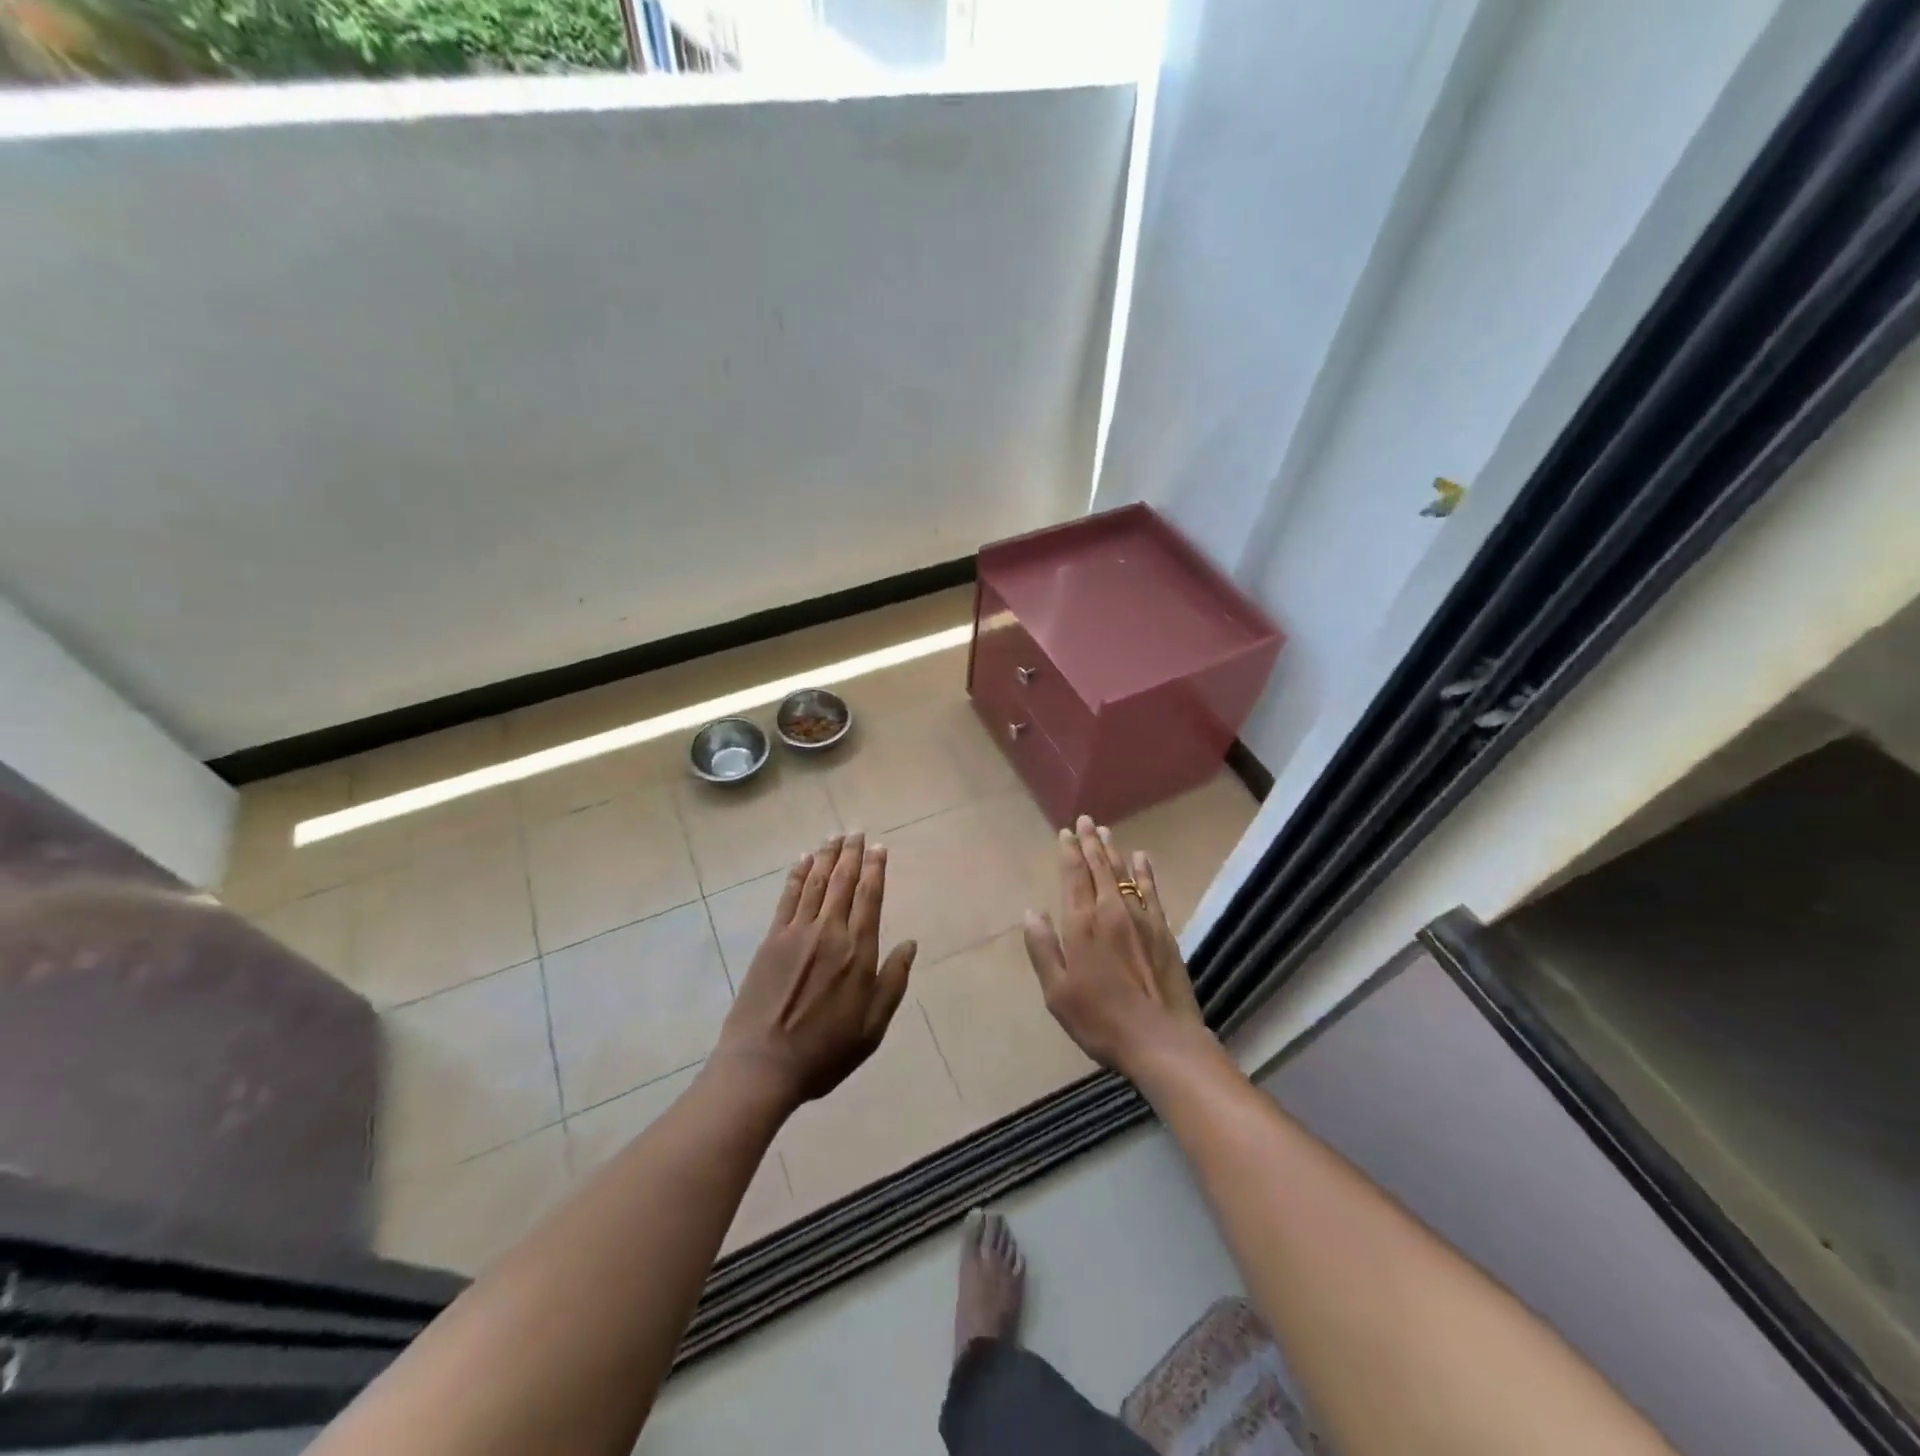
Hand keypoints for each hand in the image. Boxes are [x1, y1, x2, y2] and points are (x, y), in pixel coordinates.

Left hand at [712, 832, 916, 1112]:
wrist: (762, 1064)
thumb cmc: (825, 1051)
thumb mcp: (872, 1027)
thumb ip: (893, 982)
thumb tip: (910, 944)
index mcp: (858, 953)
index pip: (871, 898)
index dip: (876, 869)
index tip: (879, 848)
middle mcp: (829, 933)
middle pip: (843, 882)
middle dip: (852, 854)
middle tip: (857, 832)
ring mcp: (797, 933)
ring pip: (816, 883)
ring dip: (827, 857)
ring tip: (834, 836)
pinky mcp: (772, 940)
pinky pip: (788, 898)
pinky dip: (797, 876)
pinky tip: (803, 861)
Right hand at [1022, 816, 1209, 1078]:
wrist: (1160, 1039)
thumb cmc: (1100, 1019)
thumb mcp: (1057, 991)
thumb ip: (1043, 948)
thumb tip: (1031, 912)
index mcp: (1082, 925)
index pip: (1073, 876)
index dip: (1069, 852)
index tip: (1066, 832)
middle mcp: (1111, 911)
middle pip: (1099, 868)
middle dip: (1090, 842)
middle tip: (1086, 821)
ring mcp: (1141, 918)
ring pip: (1124, 874)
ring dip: (1113, 851)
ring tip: (1106, 832)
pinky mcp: (1163, 931)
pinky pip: (1151, 890)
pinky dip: (1144, 871)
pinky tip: (1141, 858)